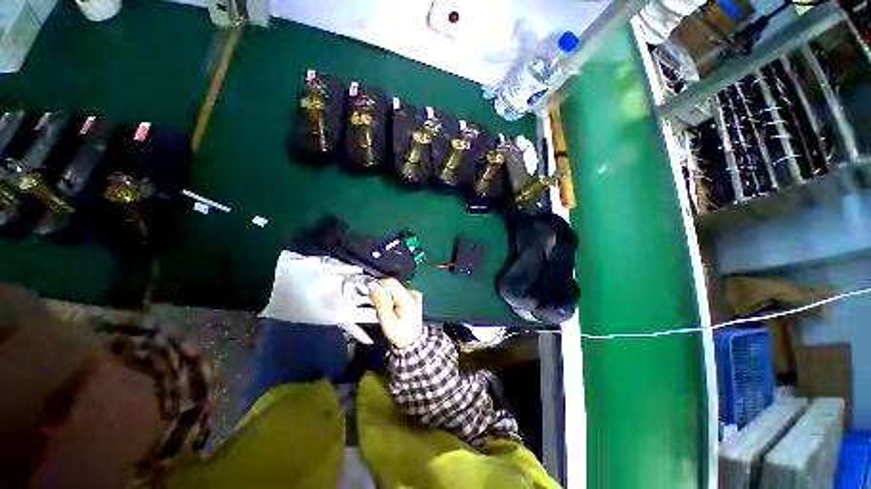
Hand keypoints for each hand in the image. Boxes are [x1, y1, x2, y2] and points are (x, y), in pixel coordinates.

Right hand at [367, 279, 423, 348]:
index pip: (391, 283)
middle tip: (377, 307)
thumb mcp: (387, 321)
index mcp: (410, 300)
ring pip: (394, 289)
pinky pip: (398, 292)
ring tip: (384, 310)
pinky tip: (390, 308)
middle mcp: (414, 294)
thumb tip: (372, 286)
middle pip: (392, 285)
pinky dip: (392, 298)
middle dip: (382, 294)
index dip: (378, 287)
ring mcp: (414, 295)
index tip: (370, 295)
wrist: (412, 342)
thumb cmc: (401, 335)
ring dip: (386, 296)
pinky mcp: (412, 296)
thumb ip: (379, 302)